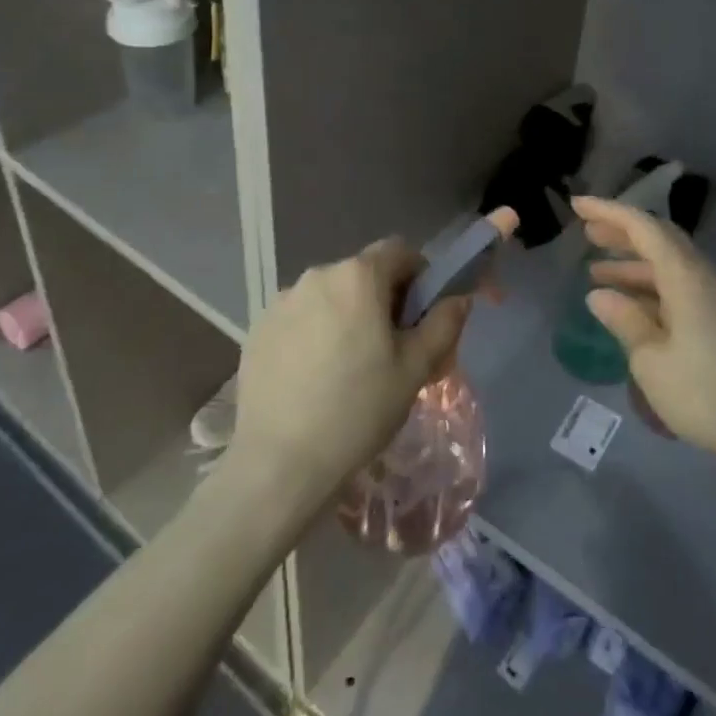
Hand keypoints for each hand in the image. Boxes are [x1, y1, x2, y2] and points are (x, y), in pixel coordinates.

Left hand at [228, 237, 472, 513]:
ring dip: (346, 316)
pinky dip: (314, 334)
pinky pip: (299, 318)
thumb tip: (457, 298)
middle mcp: (317, 275)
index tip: (421, 316)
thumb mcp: (415, 369)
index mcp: (358, 276)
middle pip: (363, 274)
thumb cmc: (358, 411)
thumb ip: (443, 324)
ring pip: (330, 296)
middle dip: (382, 300)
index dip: (419, 276)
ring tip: (349, 368)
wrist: (279, 463)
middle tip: (391, 349)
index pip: (399, 251)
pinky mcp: (258, 329)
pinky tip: (314, 378)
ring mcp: (281, 301)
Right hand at [574, 195, 715, 470]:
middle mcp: (705, 277)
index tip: (577, 204)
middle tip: (587, 232)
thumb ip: (625, 321)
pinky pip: (682, 286)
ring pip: (671, 265)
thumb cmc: (707, 395)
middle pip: (661, 239)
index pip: (643, 228)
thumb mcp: (652, 361)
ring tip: (597, 272)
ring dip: (635, 263)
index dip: (609, 212)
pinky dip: (653, 286)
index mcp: (686, 277)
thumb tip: (599, 295)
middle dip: (622, 232)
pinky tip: (633, 306)